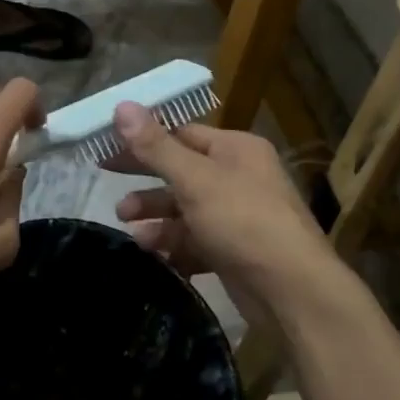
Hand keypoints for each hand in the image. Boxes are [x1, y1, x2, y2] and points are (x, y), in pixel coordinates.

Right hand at [105, 102, 336, 322]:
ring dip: (155, 215)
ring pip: (186, 209)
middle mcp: (239, 177)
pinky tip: (149, 251)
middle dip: (146, 180)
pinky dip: (172, 244)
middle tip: (106, 183)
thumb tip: (121, 106)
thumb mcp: (195, 179)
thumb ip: (156, 146)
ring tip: (126, 225)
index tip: (109, 146)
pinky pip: (196, 241)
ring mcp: (238, 217)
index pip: (183, 134)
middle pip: (182, 171)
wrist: (293, 293)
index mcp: (236, 149)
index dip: (145, 138)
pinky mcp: (235, 252)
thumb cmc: (243, 220)